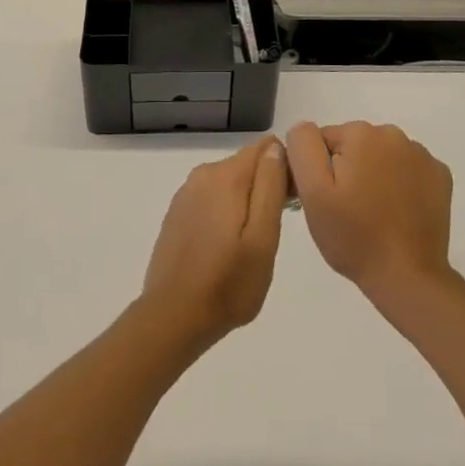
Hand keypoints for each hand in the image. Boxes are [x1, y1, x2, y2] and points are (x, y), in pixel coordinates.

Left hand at [139, 136, 288, 349]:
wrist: (173, 317)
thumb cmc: (228, 283)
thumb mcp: (263, 238)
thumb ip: (270, 187)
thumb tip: (276, 147)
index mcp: (226, 176)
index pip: (266, 148)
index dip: (285, 169)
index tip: (291, 203)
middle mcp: (203, 174)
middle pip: (247, 164)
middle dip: (265, 186)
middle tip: (273, 231)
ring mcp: (186, 193)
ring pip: (229, 183)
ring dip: (246, 202)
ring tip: (251, 244)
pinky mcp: (177, 213)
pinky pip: (211, 199)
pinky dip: (225, 213)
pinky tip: (226, 247)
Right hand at [285, 121, 453, 305]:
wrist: (408, 277)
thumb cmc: (355, 236)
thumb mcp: (313, 192)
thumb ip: (303, 147)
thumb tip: (305, 128)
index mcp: (360, 133)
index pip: (323, 140)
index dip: (320, 170)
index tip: (326, 200)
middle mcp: (393, 133)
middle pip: (354, 145)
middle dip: (347, 170)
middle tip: (347, 210)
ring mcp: (421, 154)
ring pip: (381, 156)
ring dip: (373, 175)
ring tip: (373, 214)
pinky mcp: (440, 175)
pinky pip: (408, 169)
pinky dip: (401, 184)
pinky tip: (398, 212)